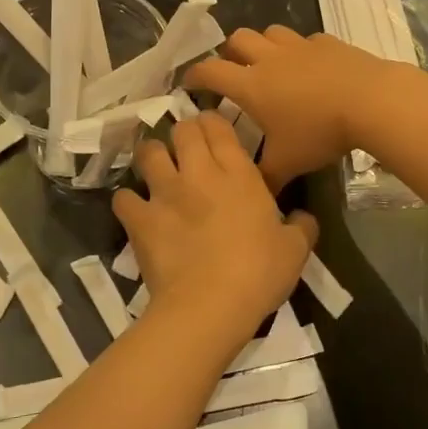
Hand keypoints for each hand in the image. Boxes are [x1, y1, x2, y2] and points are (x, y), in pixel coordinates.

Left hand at [112, 113, 317, 335]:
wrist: (210, 306)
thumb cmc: (258, 274)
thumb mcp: (295, 251)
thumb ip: (301, 227)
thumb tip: (303, 218)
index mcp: (238, 174)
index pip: (218, 126)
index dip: (212, 122)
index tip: (212, 131)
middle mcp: (198, 173)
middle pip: (182, 131)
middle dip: (183, 133)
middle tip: (186, 147)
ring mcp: (165, 193)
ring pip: (149, 153)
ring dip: (153, 156)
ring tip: (157, 168)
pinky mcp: (140, 219)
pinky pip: (123, 197)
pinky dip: (128, 200)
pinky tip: (136, 209)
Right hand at [184, 27, 388, 189]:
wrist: (369, 101)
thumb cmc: (319, 132)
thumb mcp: (288, 163)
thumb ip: (265, 177)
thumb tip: (253, 194)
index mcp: (251, 85)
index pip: (210, 71)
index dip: (194, 75)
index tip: (189, 83)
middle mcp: (269, 59)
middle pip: (236, 39)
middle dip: (228, 52)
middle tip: (233, 72)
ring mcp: (299, 46)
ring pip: (269, 33)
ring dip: (263, 45)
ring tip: (270, 65)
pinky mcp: (327, 42)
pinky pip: (305, 40)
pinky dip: (300, 51)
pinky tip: (310, 67)